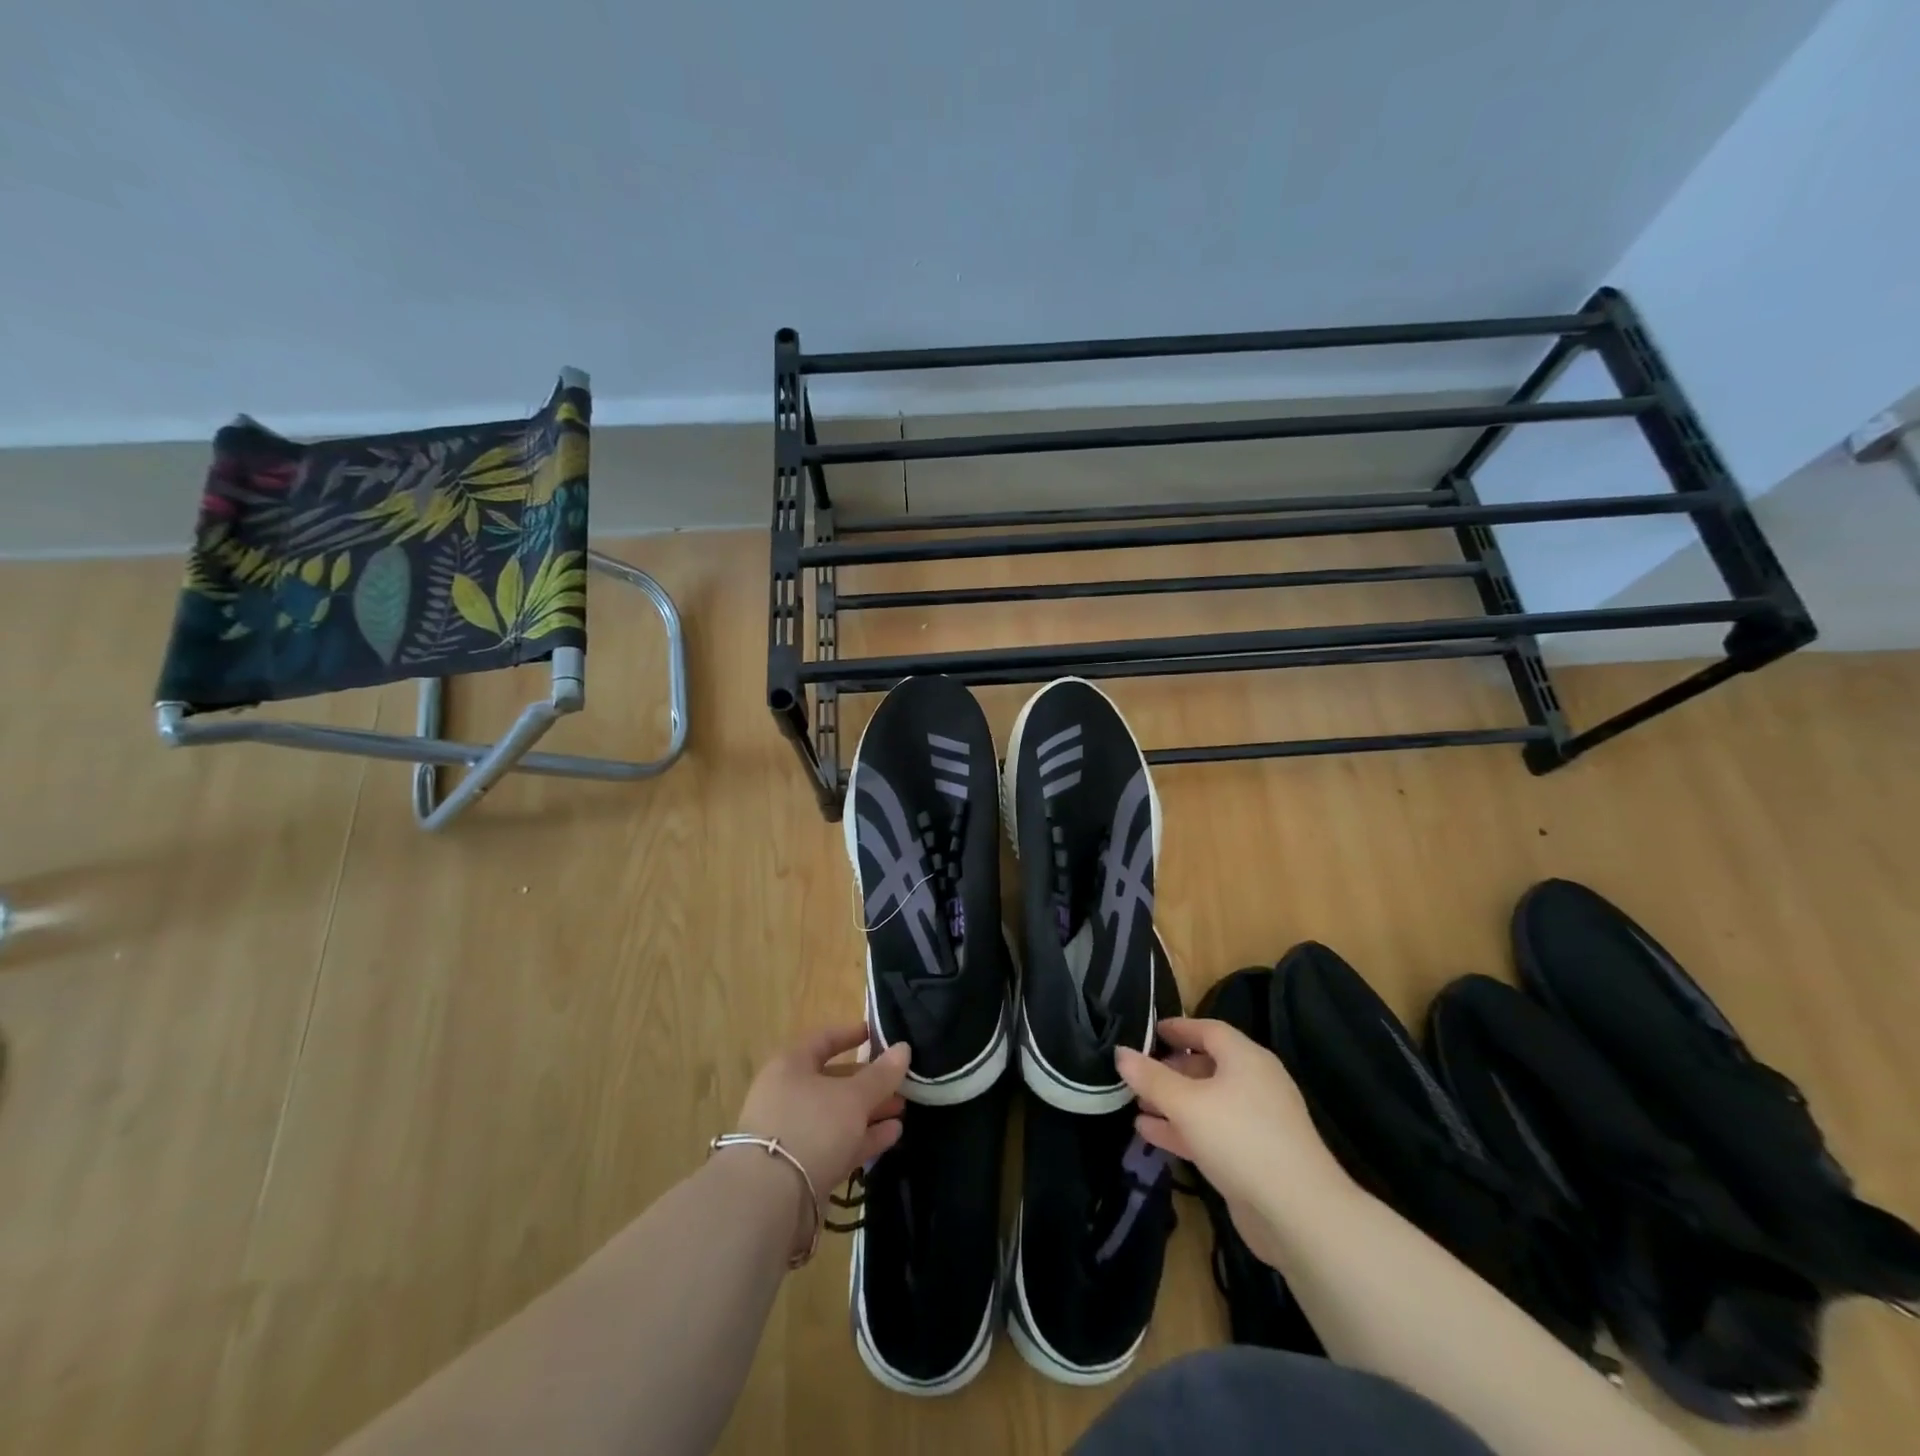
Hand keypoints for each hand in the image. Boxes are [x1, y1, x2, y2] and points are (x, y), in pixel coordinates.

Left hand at [730, 1023, 908, 1249]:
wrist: (769, 1200)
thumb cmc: (811, 1126)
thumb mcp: (853, 1097)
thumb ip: (881, 1075)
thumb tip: (904, 1048)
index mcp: (791, 1066)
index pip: (823, 1040)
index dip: (851, 1034)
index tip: (877, 1034)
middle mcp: (788, 1095)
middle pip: (833, 1081)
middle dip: (869, 1082)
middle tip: (901, 1082)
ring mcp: (793, 1133)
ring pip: (837, 1115)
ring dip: (870, 1112)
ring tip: (903, 1110)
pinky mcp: (801, 1168)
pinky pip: (837, 1144)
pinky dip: (863, 1138)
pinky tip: (893, 1135)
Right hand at [1117, 1017, 1349, 1263]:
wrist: (1299, 1214)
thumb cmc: (1240, 1140)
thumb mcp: (1187, 1104)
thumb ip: (1151, 1078)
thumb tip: (1120, 1052)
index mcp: (1246, 1059)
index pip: (1208, 1030)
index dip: (1177, 1028)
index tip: (1148, 1031)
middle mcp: (1255, 1083)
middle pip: (1207, 1065)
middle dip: (1170, 1069)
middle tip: (1137, 1075)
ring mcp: (1257, 1122)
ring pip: (1207, 1102)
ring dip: (1172, 1103)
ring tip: (1136, 1106)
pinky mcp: (1254, 1156)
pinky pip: (1212, 1131)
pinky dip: (1183, 1129)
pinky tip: (1151, 1134)